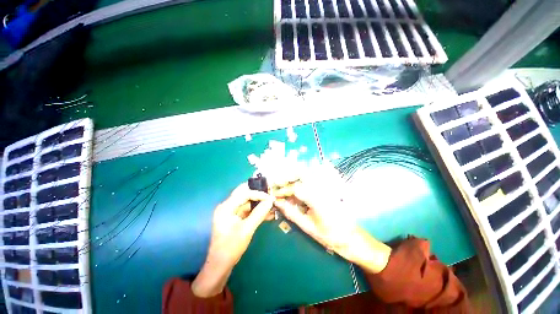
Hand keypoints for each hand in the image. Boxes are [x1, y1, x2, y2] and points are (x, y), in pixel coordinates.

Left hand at [192, 183, 273, 296]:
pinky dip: (256, 211)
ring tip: (271, 205)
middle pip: (244, 194)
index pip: (244, 193)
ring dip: (259, 203)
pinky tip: (267, 214)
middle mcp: (227, 206)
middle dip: (258, 194)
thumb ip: (259, 213)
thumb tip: (271, 201)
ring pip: (247, 202)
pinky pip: (247, 210)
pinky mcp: (235, 218)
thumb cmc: (231, 247)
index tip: (270, 198)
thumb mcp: (247, 229)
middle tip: (270, 194)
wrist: (220, 266)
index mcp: (226, 207)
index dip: (258, 194)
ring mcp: (231, 212)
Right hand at [274, 181, 391, 273]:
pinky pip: (311, 182)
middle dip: (288, 177)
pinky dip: (301, 184)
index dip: (283, 191)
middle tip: (279, 185)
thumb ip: (291, 213)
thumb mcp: (308, 227)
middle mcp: (322, 189)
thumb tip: (278, 203)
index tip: (275, 195)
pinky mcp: (327, 188)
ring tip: (285, 188)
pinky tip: (296, 193)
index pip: (296, 188)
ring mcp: (326, 187)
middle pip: (302, 174)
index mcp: (318, 199)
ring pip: (307, 175)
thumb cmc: (329, 235)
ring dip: (294, 179)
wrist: (351, 237)